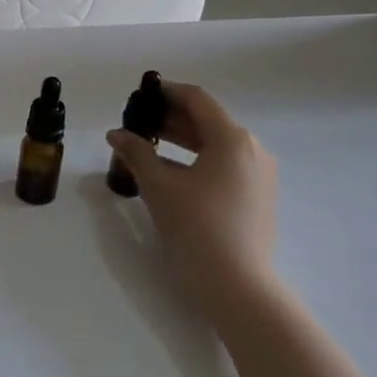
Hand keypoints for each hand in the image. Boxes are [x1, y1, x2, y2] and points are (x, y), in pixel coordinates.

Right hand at [106, 83, 279, 302]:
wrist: (236, 283)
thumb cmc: (195, 226)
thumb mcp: (159, 186)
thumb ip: (137, 153)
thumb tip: (116, 134)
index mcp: (232, 138)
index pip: (197, 100)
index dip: (167, 92)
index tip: (142, 93)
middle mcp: (252, 149)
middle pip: (209, 121)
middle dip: (172, 118)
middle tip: (139, 121)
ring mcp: (260, 174)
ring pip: (218, 145)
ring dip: (184, 140)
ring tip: (150, 145)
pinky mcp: (259, 197)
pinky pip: (226, 165)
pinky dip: (199, 160)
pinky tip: (173, 172)